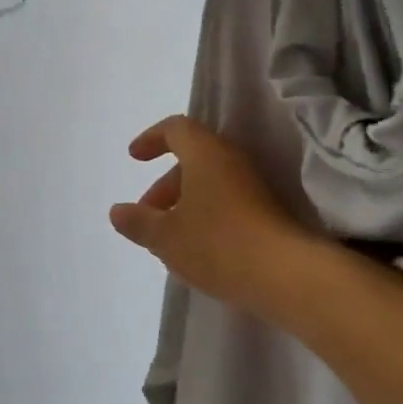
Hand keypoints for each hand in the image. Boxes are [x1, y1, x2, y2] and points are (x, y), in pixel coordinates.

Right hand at [109, 115, 318, 320]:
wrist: (285, 275)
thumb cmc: (217, 243)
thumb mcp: (165, 236)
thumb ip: (138, 222)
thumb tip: (117, 211)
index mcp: (205, 153)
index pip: (176, 128)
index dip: (151, 139)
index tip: (134, 158)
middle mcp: (231, 161)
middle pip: (192, 159)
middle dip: (165, 184)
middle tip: (147, 214)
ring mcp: (253, 186)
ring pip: (210, 183)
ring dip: (184, 202)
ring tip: (168, 237)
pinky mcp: (266, 212)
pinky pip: (226, 201)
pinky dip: (205, 214)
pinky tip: (196, 248)